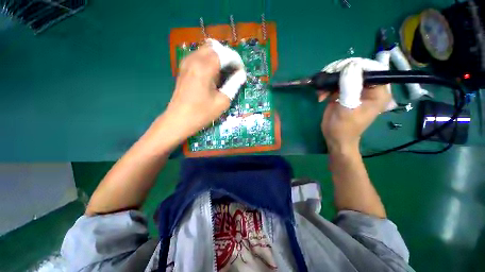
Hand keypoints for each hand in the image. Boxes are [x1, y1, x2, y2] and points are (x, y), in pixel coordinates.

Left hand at [164, 40, 245, 138]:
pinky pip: (199, 56)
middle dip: (228, 57)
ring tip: (225, 73)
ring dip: (219, 58)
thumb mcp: (222, 101)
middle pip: (215, 48)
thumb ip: (234, 85)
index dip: (236, 61)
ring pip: (207, 50)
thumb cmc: (202, 113)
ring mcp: (187, 62)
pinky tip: (213, 74)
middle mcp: (194, 59)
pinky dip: (210, 60)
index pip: (225, 54)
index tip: (242, 72)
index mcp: (204, 68)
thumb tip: (242, 75)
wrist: (179, 120)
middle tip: (234, 71)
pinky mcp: (184, 68)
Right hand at [318, 59, 391, 152]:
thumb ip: (350, 87)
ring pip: (343, 74)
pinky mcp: (342, 93)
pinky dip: (326, 87)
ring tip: (321, 91)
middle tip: (326, 78)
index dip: (356, 65)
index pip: (372, 68)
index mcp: (377, 91)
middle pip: (356, 69)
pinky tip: (320, 96)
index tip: (339, 69)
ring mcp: (354, 89)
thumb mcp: (348, 107)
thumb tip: (349, 65)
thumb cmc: (344, 127)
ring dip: (329, 81)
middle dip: (339, 72)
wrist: (335, 137)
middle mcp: (368, 87)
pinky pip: (334, 83)